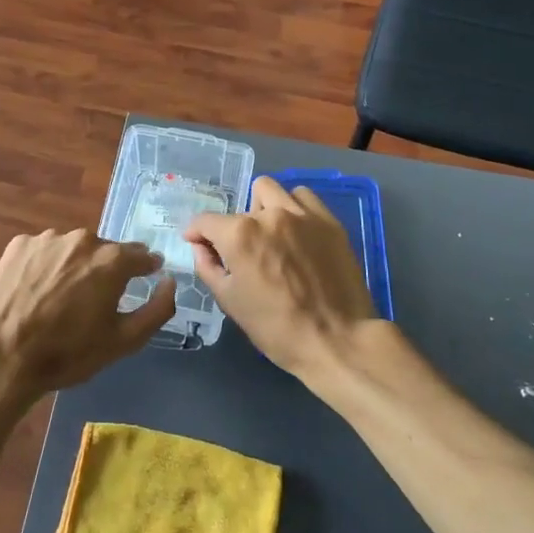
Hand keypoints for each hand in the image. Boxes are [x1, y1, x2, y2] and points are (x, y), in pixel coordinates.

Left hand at [0, 229, 176, 406]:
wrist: (2, 357)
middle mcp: (82, 239)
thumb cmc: (68, 353)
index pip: (141, 255)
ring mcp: (47, 239)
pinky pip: (43, 251)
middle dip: (105, 270)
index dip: (145, 268)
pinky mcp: (18, 245)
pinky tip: (36, 291)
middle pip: (104, 251)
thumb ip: (157, 309)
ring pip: (72, 249)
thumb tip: (170, 281)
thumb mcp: (123, 341)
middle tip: (93, 301)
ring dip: (74, 266)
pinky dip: (45, 266)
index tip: (145, 278)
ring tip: (61, 298)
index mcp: (111, 260)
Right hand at [184, 177, 379, 389]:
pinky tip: (297, 231)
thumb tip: (200, 246)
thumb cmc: (276, 328)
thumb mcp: (230, 302)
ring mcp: (302, 214)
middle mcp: (269, 215)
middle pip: (240, 206)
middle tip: (245, 252)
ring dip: (264, 208)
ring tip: (272, 235)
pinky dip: (294, 208)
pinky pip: (304, 198)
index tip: (198, 243)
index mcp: (239, 235)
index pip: (205, 221)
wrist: (337, 341)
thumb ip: (208, 267)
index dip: (196, 233)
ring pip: (271, 191)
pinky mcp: (329, 221)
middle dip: (235, 226)